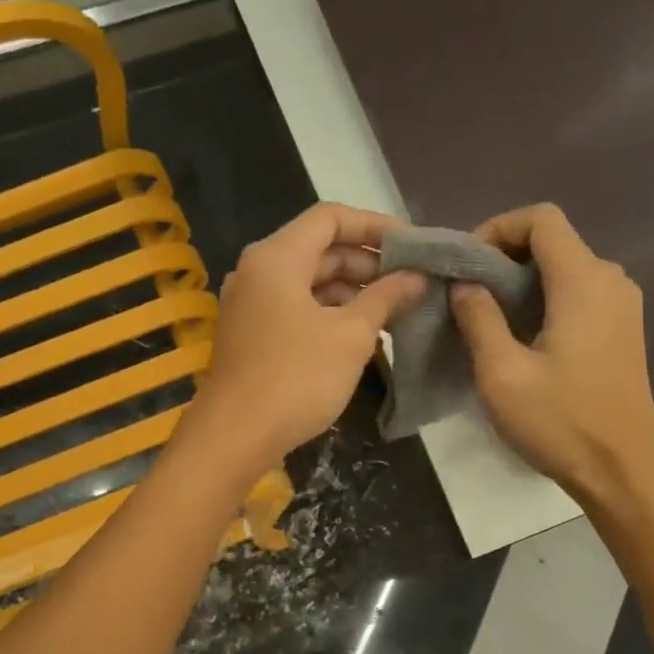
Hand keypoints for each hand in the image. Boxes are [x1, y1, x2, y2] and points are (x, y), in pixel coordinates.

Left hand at [187, 203, 425, 472]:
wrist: (236, 436)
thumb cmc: (297, 377)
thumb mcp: (351, 335)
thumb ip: (386, 298)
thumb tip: (417, 277)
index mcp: (277, 257)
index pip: (330, 218)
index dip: (374, 226)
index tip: (413, 245)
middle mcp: (258, 272)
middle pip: (320, 250)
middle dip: (368, 264)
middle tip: (411, 282)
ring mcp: (251, 306)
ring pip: (309, 284)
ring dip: (352, 293)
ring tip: (395, 312)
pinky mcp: (252, 336)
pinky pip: (297, 311)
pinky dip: (330, 316)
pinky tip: (362, 337)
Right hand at [449, 204, 653, 507]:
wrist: (622, 470)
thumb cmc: (560, 422)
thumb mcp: (502, 373)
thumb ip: (479, 319)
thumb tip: (464, 284)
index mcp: (584, 281)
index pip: (541, 219)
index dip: (497, 228)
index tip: (465, 265)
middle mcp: (610, 281)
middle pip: (554, 241)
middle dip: (504, 257)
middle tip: (466, 294)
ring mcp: (622, 306)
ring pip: (565, 269)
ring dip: (522, 282)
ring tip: (486, 317)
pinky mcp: (622, 330)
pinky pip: (579, 294)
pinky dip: (544, 300)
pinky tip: (520, 337)